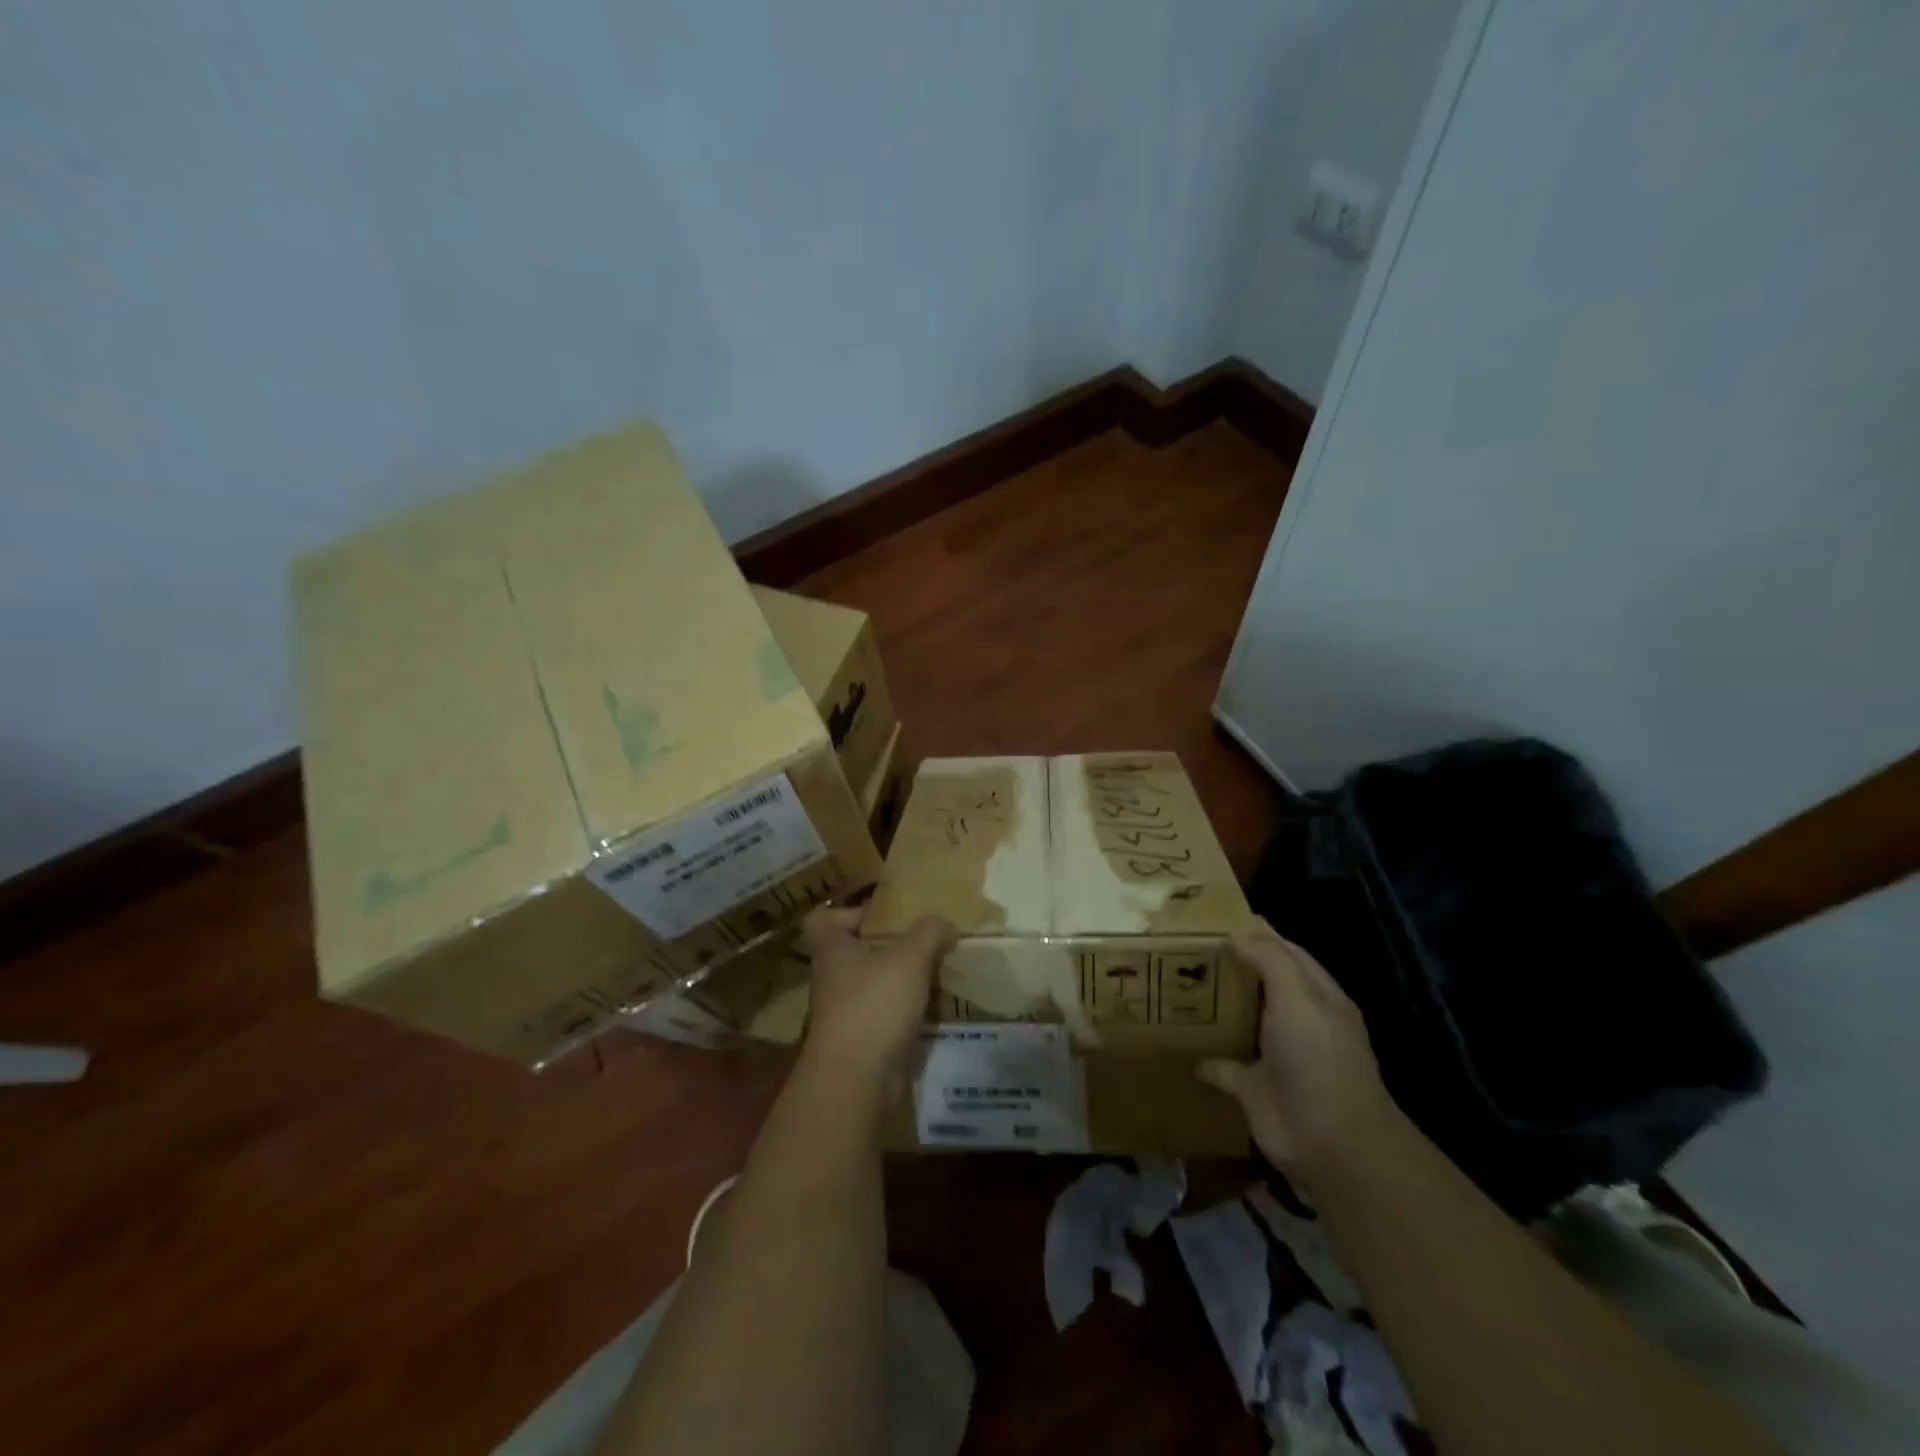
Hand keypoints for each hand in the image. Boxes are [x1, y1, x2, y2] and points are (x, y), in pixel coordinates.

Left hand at [799, 907, 954, 1084]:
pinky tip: (933, 1005)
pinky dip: (904, 1009)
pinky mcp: (860, 1041)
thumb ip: (930, 933)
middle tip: (922, 939)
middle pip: (853, 950)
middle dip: (887, 944)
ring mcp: (843, 1012)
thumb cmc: (873, 1006)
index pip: (822, 918)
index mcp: (831, 949)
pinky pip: (883, 1013)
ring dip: (899, 977)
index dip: (847, 910)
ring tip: (936, 970)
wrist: (855, 1082)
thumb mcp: (909, 958)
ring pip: (871, 983)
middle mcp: (831, 978)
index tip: (881, 913)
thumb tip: (944, 924)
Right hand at [1199, 928, 1404, 1179]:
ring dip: (1213, 1008)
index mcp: (1316, 996)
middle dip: (1229, 966)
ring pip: (1240, 1022)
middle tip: (1183, 947)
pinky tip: (1176, 1043)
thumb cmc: (1318, 1058)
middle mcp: (1297, 1022)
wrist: (1332, 1142)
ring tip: (1172, 984)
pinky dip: (1202, 1058)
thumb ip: (1270, 959)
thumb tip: (1236, 933)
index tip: (1214, 919)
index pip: (1285, 952)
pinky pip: (1221, 1067)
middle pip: (1260, 984)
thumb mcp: (1298, 997)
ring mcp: (1276, 1057)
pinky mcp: (1253, 1089)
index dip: (1256, 933)